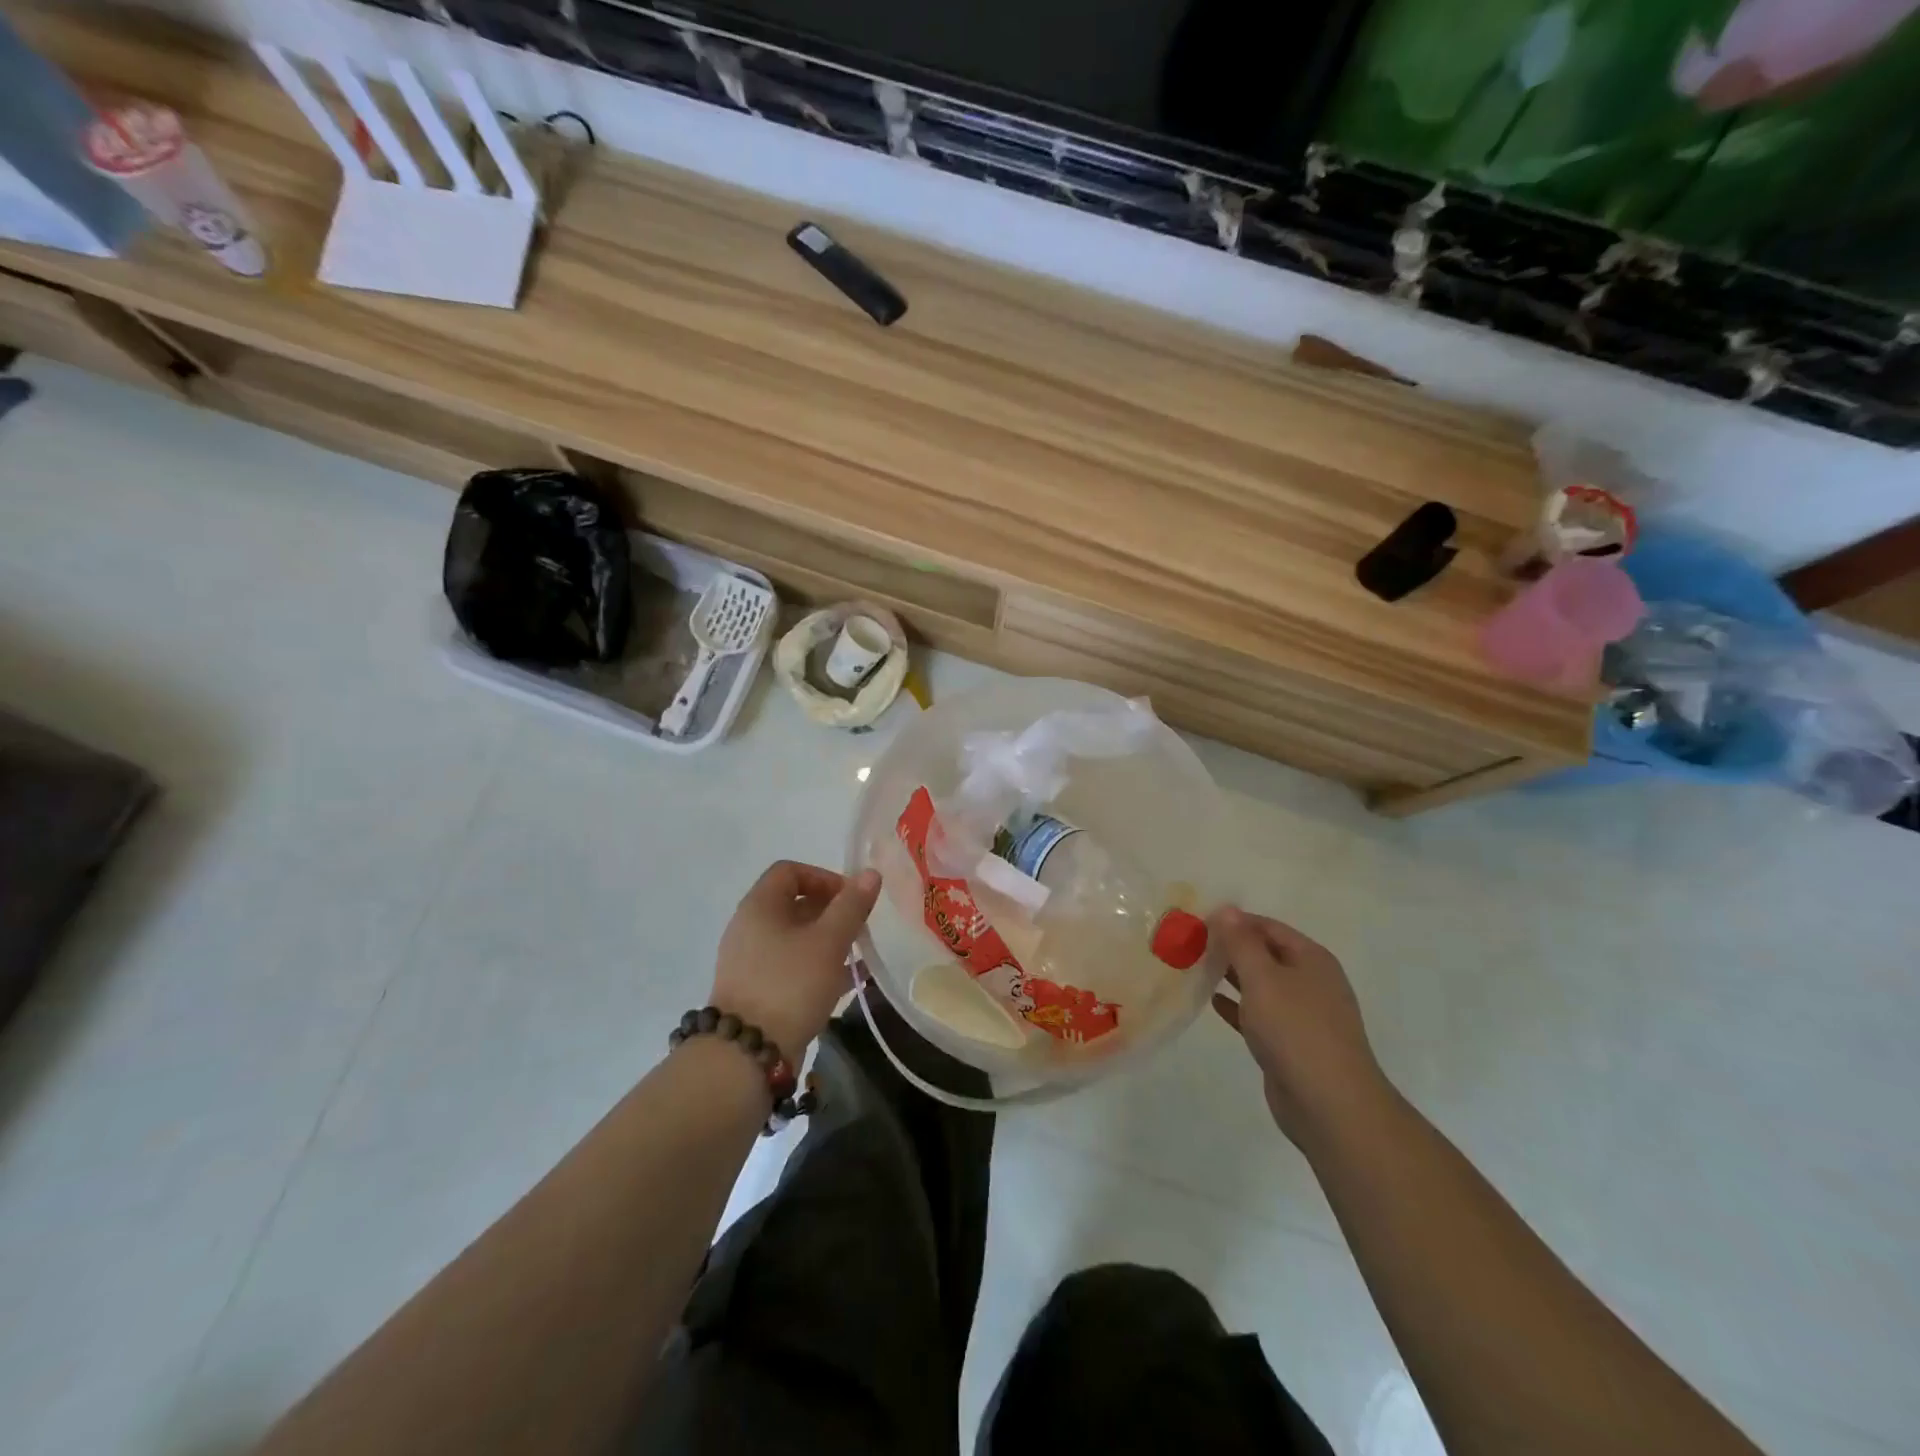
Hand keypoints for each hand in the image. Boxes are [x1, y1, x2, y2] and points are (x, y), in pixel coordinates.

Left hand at [710, 861, 880, 1058]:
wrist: (747, 1054)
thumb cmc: (790, 985)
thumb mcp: (829, 941)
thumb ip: (851, 906)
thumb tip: (870, 873)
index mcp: (759, 906)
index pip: (790, 871)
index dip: (824, 877)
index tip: (851, 899)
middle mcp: (749, 928)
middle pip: (792, 904)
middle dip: (831, 911)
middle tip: (859, 928)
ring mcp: (749, 961)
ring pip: (794, 938)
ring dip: (826, 941)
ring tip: (857, 956)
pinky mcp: (755, 991)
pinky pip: (789, 966)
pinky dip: (816, 966)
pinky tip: (845, 983)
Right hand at [1210, 907, 1388, 1145]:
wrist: (1330, 1105)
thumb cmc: (1295, 1030)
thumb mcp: (1263, 978)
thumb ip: (1241, 943)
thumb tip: (1226, 909)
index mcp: (1311, 959)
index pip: (1268, 927)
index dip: (1234, 921)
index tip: (1197, 921)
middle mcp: (1310, 982)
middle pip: (1265, 954)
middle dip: (1230, 948)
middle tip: (1189, 944)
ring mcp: (1302, 1015)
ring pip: (1261, 985)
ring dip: (1231, 976)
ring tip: (1193, 967)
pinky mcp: (1290, 1043)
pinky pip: (1259, 1014)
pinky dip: (1237, 1006)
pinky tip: (1211, 1001)